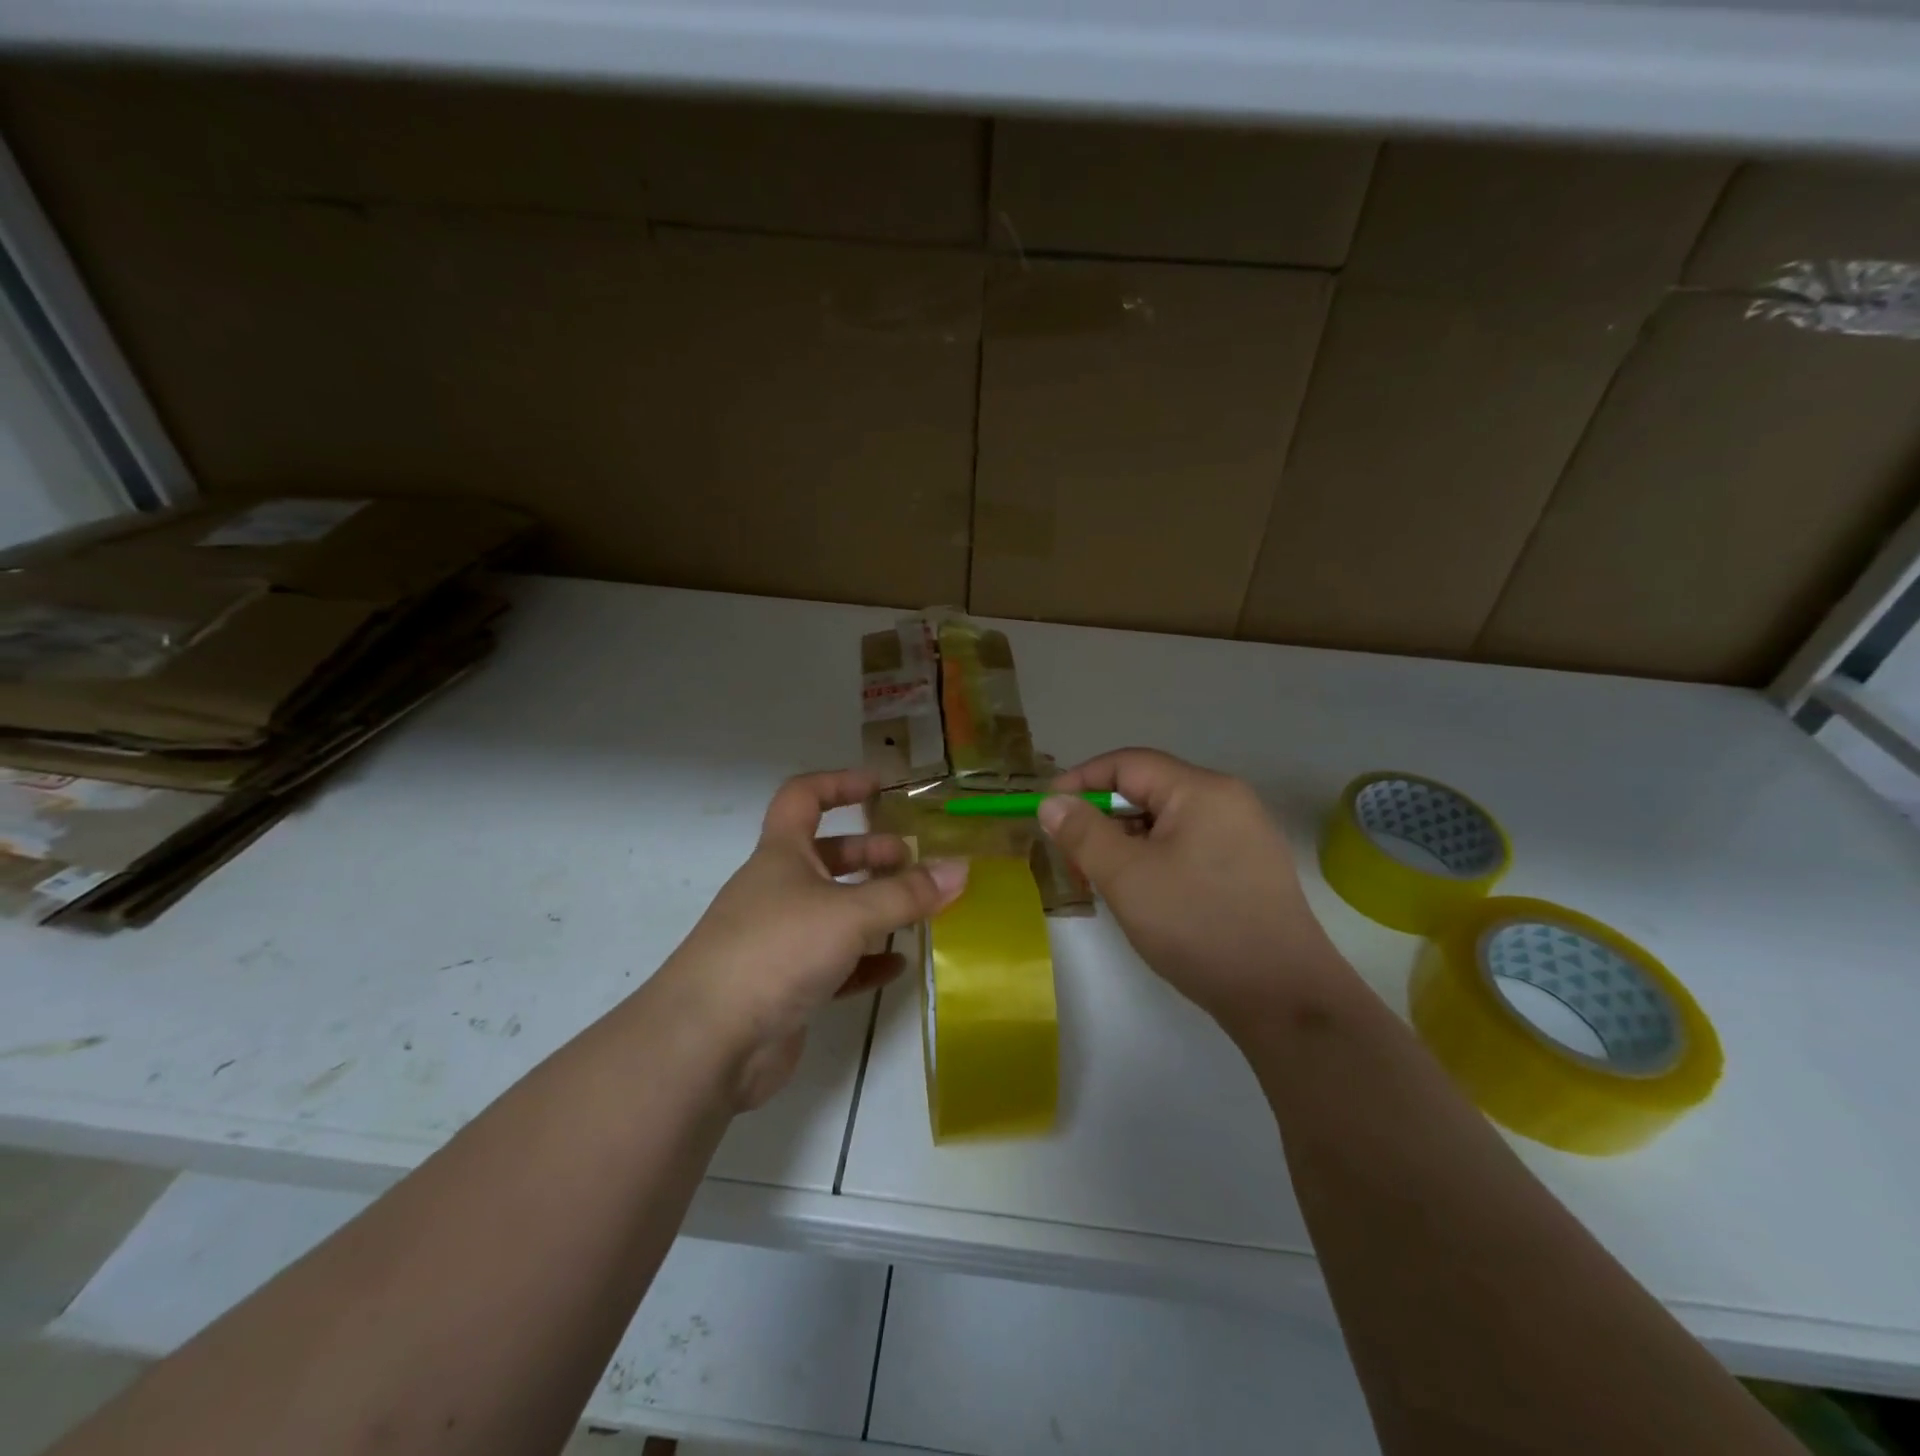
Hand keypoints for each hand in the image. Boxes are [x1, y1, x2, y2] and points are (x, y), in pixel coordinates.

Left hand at [658, 769, 967, 1109]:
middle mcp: (778, 890)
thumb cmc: (776, 951)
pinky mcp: (785, 986)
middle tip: (914, 863)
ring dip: (874, 908)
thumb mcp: (849, 914)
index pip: (804, 798)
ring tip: (918, 911)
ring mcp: (779, 939)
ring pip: (834, 911)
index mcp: (781, 855)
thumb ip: (907, 894)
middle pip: (827, 857)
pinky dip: (865, 960)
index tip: (881, 787)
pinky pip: (835, 963)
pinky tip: (896, 965)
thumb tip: (961, 869)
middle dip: (871, 854)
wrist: (708, 1042)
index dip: (840, 784)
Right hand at [1040, 749, 1343, 1037]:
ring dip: (1125, 845)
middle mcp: (1227, 802)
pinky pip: (1187, 848)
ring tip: (1103, 884)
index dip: (1081, 781)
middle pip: (1147, 792)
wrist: (1285, 999)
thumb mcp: (1127, 877)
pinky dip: (1153, 862)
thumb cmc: (1198, 926)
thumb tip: (1052, 801)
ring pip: (1165, 824)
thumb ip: (1083, 833)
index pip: (1128, 764)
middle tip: (1072, 861)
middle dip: (1101, 821)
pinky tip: (1141, 897)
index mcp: (1202, 790)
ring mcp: (1243, 837)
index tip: (1046, 812)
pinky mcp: (1248, 870)